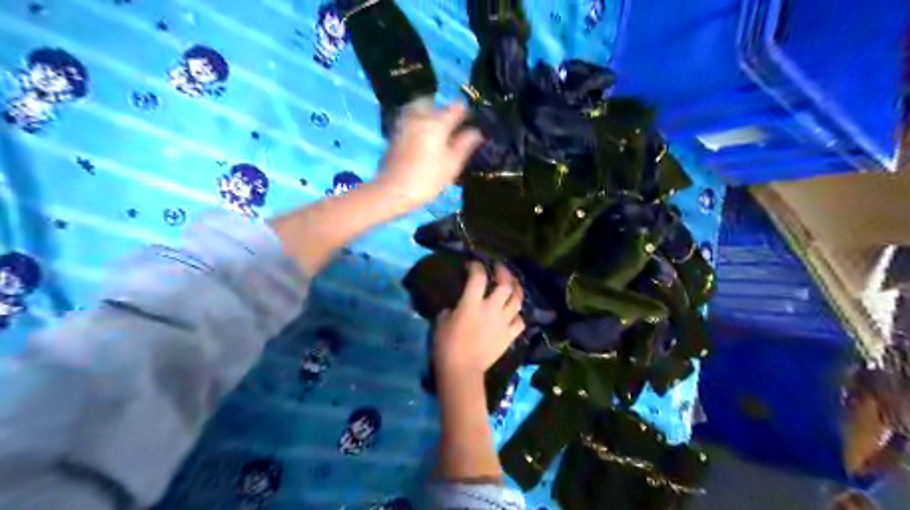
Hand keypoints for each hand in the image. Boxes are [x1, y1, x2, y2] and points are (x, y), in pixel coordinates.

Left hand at [373, 103, 482, 210]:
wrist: (392, 191)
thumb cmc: (427, 180)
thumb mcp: (452, 165)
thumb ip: (465, 145)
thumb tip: (477, 132)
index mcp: (437, 122)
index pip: (457, 108)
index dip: (468, 114)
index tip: (473, 123)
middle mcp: (420, 117)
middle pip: (437, 106)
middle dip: (447, 114)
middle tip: (455, 129)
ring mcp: (405, 123)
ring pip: (422, 111)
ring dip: (432, 117)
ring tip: (440, 134)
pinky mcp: (395, 133)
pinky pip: (412, 121)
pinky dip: (420, 125)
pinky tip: (425, 140)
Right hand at [433, 263, 527, 378]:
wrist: (462, 371)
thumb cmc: (447, 346)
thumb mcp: (441, 322)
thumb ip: (452, 309)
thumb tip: (457, 307)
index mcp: (472, 304)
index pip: (478, 277)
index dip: (476, 267)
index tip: (472, 265)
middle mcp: (491, 309)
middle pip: (505, 285)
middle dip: (504, 273)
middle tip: (499, 269)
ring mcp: (503, 322)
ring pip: (517, 301)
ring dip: (516, 290)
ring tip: (513, 286)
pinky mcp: (509, 336)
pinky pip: (519, 322)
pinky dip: (518, 315)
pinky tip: (514, 313)